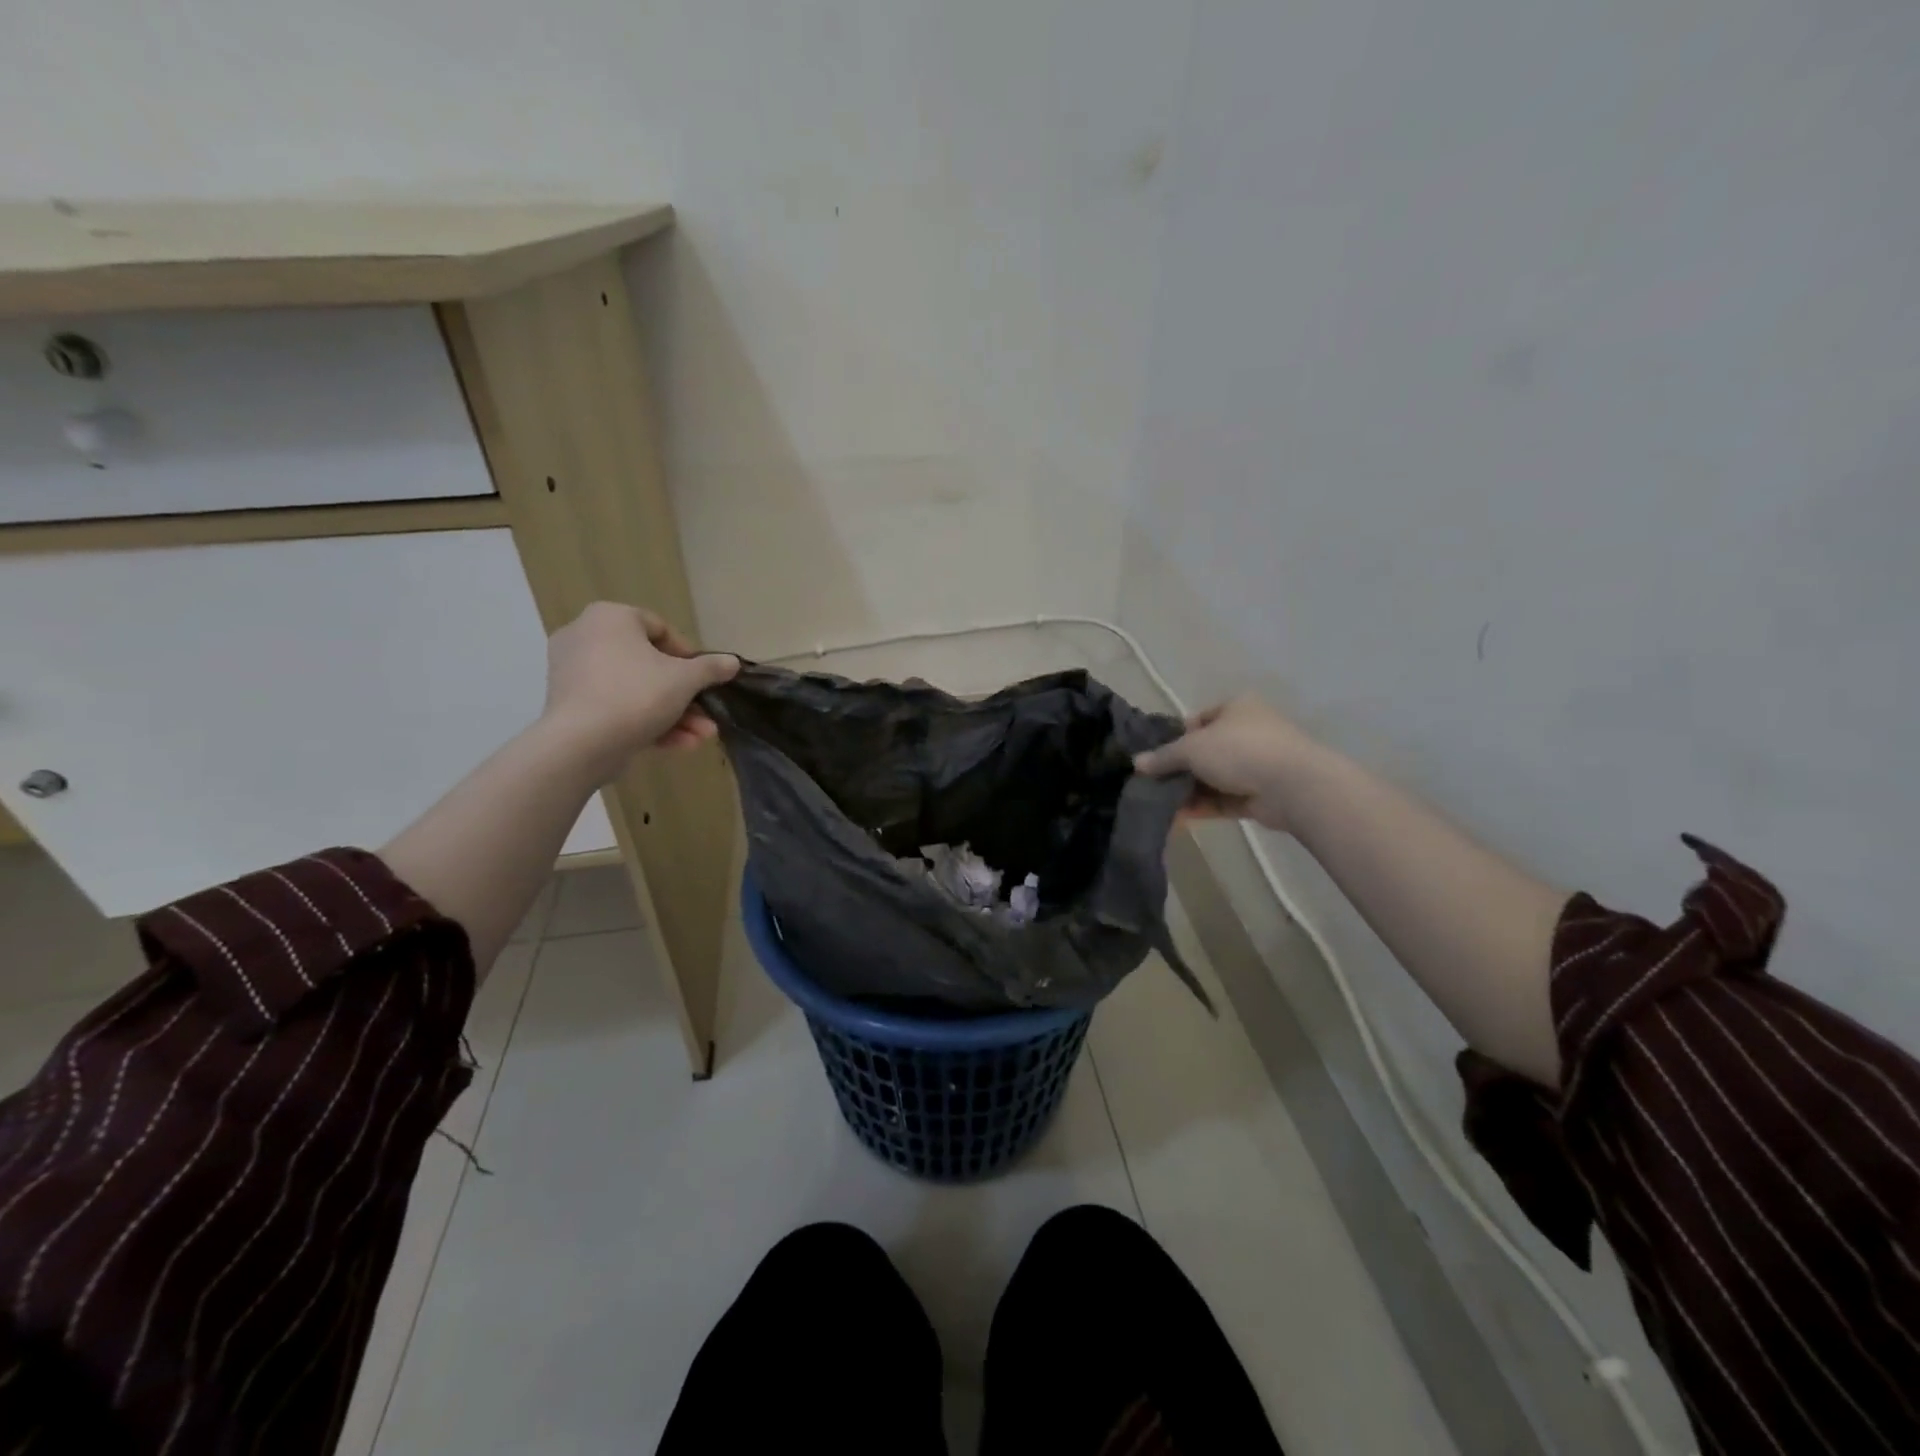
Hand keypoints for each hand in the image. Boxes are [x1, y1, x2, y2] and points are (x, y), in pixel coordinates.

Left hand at [542, 603, 738, 773]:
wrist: (580, 744)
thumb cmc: (636, 694)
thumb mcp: (686, 679)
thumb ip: (711, 668)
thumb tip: (733, 662)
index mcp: (610, 618)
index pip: (660, 629)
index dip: (690, 656)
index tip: (706, 679)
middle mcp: (586, 637)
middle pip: (650, 665)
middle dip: (685, 696)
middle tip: (707, 715)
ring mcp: (574, 673)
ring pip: (636, 691)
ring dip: (673, 714)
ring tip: (700, 737)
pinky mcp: (570, 706)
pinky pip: (616, 707)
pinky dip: (646, 722)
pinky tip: (678, 745)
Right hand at [1132, 695, 1323, 831]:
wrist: (1292, 785)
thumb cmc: (1239, 749)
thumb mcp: (1192, 748)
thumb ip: (1163, 757)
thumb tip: (1137, 764)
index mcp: (1237, 708)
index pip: (1199, 719)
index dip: (1175, 736)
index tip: (1156, 756)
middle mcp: (1248, 733)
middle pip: (1204, 751)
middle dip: (1179, 769)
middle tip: (1152, 783)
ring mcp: (1256, 765)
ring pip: (1213, 778)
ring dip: (1188, 790)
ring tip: (1158, 803)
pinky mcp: (1260, 795)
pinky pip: (1224, 799)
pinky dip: (1202, 806)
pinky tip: (1177, 817)